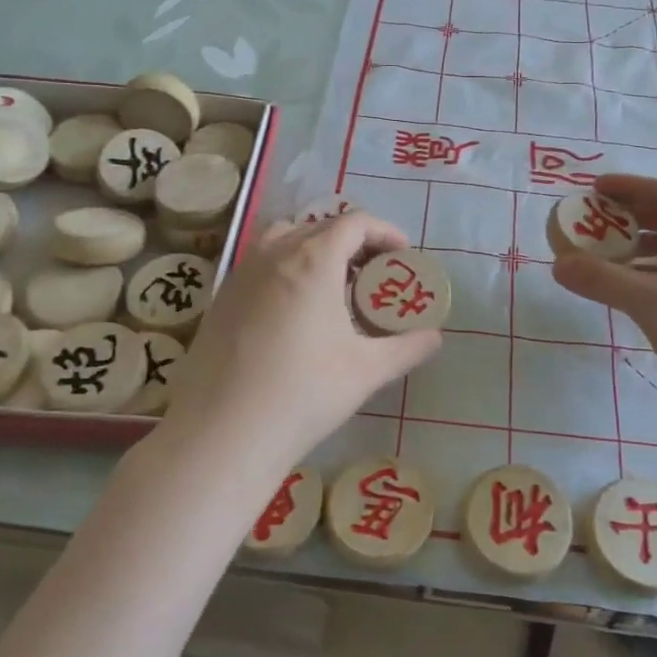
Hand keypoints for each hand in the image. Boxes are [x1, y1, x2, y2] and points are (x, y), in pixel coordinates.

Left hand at [159, 212, 441, 468]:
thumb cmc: (303, 393)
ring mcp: (241, 273)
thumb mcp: (366, 371)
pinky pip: (261, 263)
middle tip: (373, 273)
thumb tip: (435, 338)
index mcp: (313, 260)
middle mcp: (274, 254)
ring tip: (333, 285)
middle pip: (320, 226)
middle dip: (353, 241)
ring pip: (284, 239)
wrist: (222, 432)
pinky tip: (294, 311)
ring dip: (315, 249)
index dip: (385, 232)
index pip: (355, 223)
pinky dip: (286, 267)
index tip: (402, 255)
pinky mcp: (221, 297)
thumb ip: (407, 348)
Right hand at [552, 175, 656, 413]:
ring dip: (640, 249)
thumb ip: (601, 279)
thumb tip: (558, 264)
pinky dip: (652, 276)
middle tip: (596, 222)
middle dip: (633, 217)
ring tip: (604, 259)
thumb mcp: (648, 302)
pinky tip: (630, 294)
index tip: (595, 190)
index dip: (630, 186)